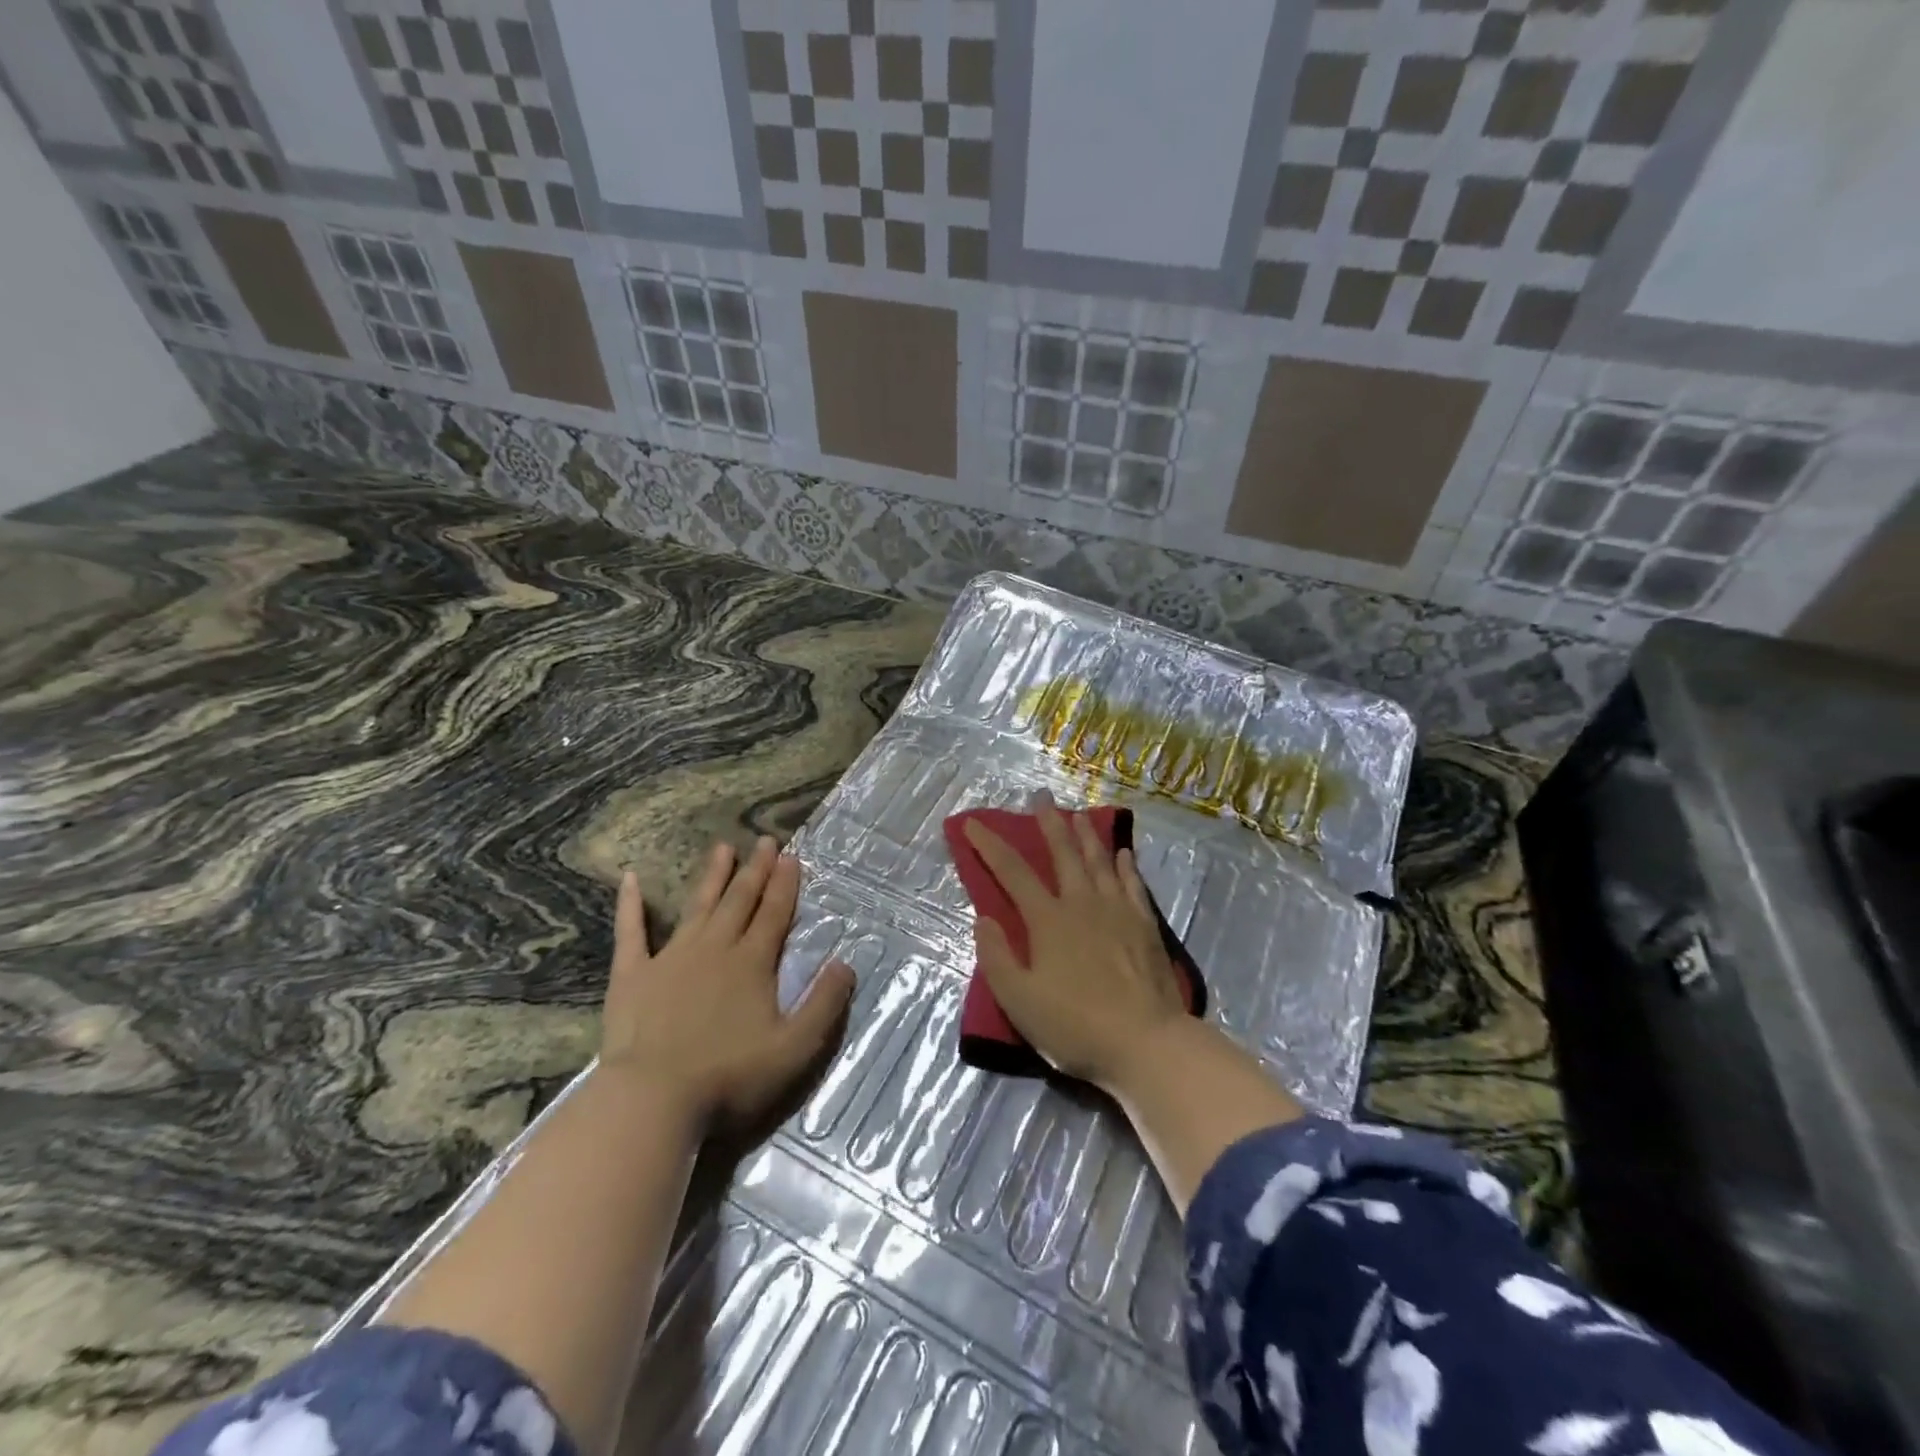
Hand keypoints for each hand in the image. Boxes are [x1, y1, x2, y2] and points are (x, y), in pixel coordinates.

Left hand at [598, 836, 853, 1133]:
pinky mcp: (632, 974)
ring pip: (697, 906)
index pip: (774, 914)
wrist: (653, 1099)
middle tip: (766, 841)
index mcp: (752, 963)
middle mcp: (715, 948)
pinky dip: (630, 905)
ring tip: (723, 847)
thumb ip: (824, 1004)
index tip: (792, 856)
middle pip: (740, 901)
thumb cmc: (729, 1076)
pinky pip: (631, 931)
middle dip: (756, 870)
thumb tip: (846, 963)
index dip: (785, 884)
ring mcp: (671, 957)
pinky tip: (631, 879)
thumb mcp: (795, 1048)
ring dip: (712, 876)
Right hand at [964, 792, 1185, 1090]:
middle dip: (1048, 824)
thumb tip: (984, 918)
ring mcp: (1118, 911)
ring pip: (1099, 861)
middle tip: (1041, 797)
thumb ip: (996, 957)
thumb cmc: (1075, 1025)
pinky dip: (1125, 865)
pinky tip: (1123, 854)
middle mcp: (1082, 903)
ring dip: (1087, 835)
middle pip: (1063, 854)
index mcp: (1048, 920)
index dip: (990, 846)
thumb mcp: (1019, 1001)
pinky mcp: (1145, 925)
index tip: (973, 824)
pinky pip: (1133, 884)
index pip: (1012, 872)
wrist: (1146, 1043)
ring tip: (1080, 814)